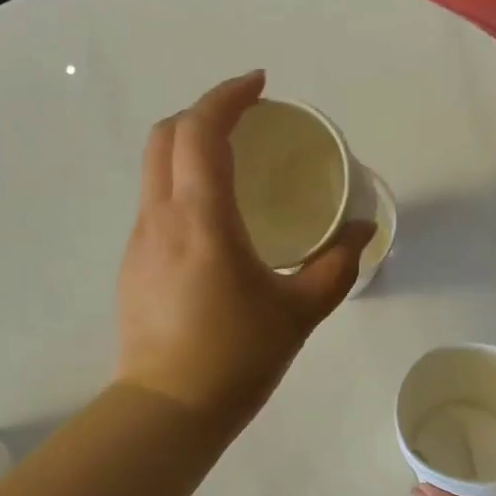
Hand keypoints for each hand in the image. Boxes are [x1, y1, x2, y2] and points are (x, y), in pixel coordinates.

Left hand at [116, 70, 372, 422]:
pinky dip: (180, 185)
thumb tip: (364, 233)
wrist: (168, 410)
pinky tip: (213, 221)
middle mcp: (160, 218)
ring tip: (233, 165)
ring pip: (154, 169)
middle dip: (204, 113)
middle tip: (247, 120)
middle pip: (166, 136)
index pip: (201, 131)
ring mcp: (138, 242)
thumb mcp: (299, 312)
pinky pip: (154, 204)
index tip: (260, 86)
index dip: (228, 96)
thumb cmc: (236, 358)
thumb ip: (336, 266)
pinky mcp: (132, 266)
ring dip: (188, 148)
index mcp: (201, 219)